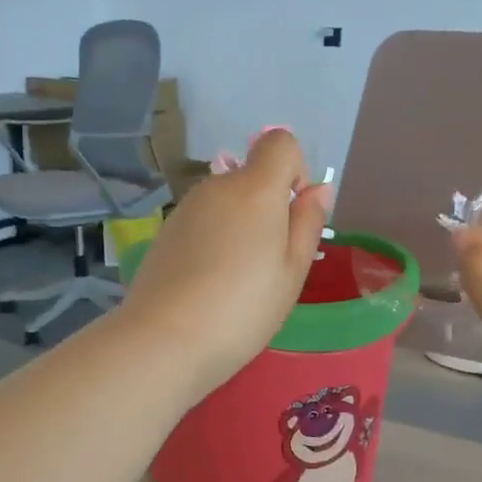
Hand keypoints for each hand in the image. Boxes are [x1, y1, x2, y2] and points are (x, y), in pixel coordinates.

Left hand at [121, 130, 329, 397]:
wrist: (165, 339)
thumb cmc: (243, 308)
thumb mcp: (292, 271)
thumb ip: (307, 224)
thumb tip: (317, 189)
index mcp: (254, 188)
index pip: (279, 142)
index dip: (295, 170)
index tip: (294, 215)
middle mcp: (216, 187)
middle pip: (250, 177)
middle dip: (266, 208)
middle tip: (268, 264)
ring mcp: (185, 209)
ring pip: (225, 202)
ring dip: (238, 227)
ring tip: (236, 281)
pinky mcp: (164, 233)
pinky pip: (202, 223)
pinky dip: (212, 242)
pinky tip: (208, 285)